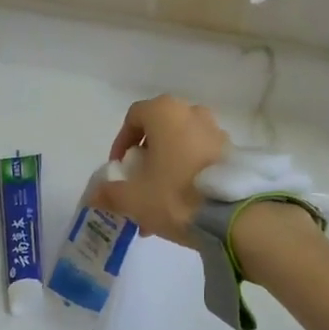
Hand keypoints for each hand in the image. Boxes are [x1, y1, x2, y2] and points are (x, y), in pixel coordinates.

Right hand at [94, 95, 228, 245]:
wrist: (235, 216)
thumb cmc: (175, 195)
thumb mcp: (133, 198)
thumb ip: (109, 193)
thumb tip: (93, 195)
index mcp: (165, 113)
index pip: (134, 117)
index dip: (121, 143)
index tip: (119, 169)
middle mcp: (193, 113)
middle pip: (159, 132)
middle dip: (145, 160)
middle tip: (138, 188)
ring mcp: (217, 132)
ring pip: (180, 148)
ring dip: (166, 170)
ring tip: (158, 205)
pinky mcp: (233, 153)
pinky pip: (200, 158)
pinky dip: (187, 175)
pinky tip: (183, 207)